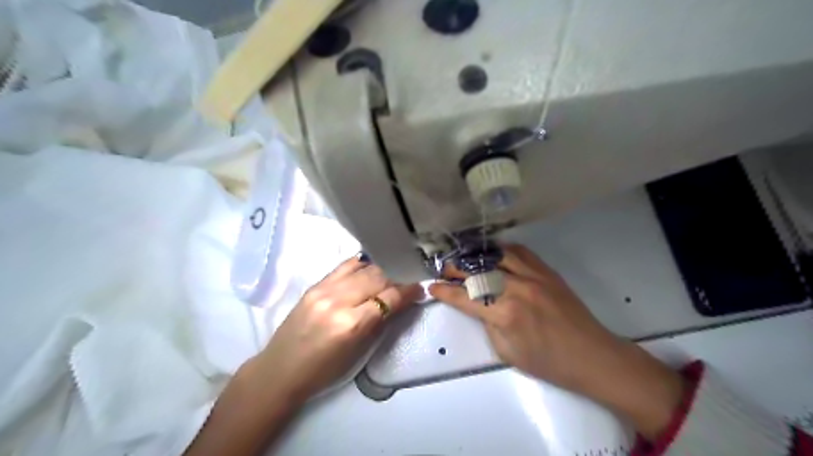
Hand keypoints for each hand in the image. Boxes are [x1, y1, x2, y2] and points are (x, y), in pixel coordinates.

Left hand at [256, 257, 421, 401]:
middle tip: (409, 277)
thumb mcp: (358, 352)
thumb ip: (380, 322)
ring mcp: (324, 289)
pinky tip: (371, 266)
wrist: (280, 370)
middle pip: (377, 277)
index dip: (408, 290)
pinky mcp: (314, 285)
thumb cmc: (323, 371)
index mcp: (351, 324)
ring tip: (392, 271)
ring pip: (363, 268)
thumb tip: (400, 301)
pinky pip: (344, 266)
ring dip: (382, 268)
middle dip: (398, 275)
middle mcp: (338, 301)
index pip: (389, 297)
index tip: (420, 287)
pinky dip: (362, 264)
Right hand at [429, 246, 681, 440]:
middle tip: (444, 269)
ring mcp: (533, 276)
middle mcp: (516, 288)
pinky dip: (502, 249)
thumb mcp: (507, 352)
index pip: (465, 298)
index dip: (445, 292)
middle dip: (455, 269)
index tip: (432, 286)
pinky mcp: (547, 271)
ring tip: (464, 257)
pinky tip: (493, 252)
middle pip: (477, 272)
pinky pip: (520, 252)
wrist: (592, 355)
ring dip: (476, 255)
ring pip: (496, 255)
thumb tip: (478, 305)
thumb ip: (488, 324)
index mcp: (504, 314)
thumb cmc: (548, 362)